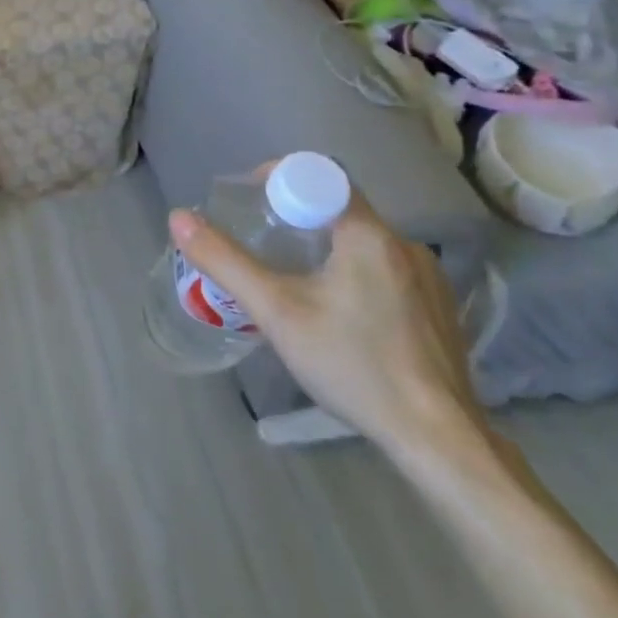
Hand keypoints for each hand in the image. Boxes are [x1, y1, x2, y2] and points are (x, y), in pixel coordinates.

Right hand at [170, 174, 485, 456]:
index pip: (321, 176)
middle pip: (340, 208)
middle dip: (296, 216)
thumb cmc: (354, 365)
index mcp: (369, 234)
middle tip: (261, 243)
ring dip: (325, 246)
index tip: (251, 202)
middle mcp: (405, 245)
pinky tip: (338, 313)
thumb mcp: (276, 312)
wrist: (439, 441)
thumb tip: (178, 217)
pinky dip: (353, 273)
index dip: (280, 179)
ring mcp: (429, 279)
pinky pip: (386, 270)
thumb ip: (225, 261)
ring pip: (363, 241)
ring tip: (293, 279)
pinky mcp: (439, 310)